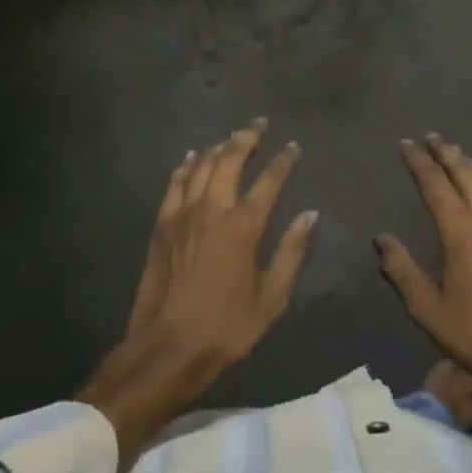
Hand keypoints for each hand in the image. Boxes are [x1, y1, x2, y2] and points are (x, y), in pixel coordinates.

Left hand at [80, 120, 317, 460]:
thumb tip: (310, 214)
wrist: (167, 347)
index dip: (283, 162)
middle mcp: (212, 210)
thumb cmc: (226, 327)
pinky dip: (186, 166)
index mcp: (242, 227)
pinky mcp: (162, 224)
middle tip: (259, 124)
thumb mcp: (271, 297)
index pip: (268, 182)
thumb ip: (291, 252)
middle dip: (247, 138)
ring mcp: (182, 214)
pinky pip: (175, 184)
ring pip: (201, 166)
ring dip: (218, 147)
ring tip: (232, 137)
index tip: (293, 147)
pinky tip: (192, 157)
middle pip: (229, 160)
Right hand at [374, 134, 471, 430]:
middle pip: (466, 174)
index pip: (436, 184)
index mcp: (462, 233)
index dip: (419, 162)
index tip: (406, 144)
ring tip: (456, 152)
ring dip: (469, 164)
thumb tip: (381, 238)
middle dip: (446, 153)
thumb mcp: (428, 311)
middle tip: (431, 136)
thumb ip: (402, 271)